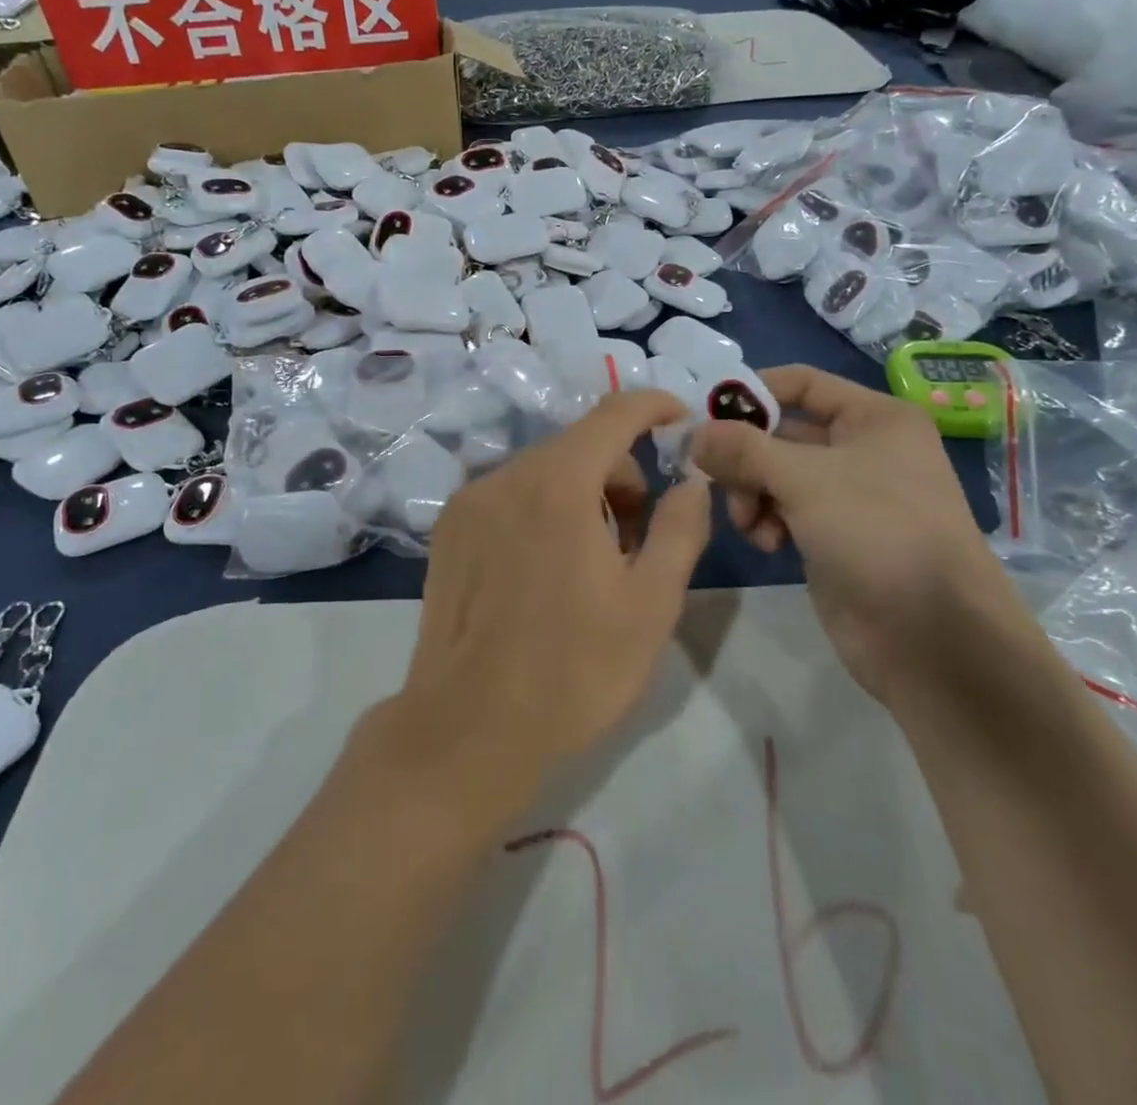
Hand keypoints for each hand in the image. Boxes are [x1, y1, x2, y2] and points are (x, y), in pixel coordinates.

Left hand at [383, 391, 711, 815]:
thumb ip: (680, 527)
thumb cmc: (574, 670)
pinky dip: (540, 510)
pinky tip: (544, 572)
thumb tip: (690, 480)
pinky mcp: (447, 531)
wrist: (469, 728)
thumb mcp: (651, 603)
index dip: (654, 408)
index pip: (614, 413)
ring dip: (580, 495)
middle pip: (578, 446)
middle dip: (620, 474)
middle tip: (636, 537)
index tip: (681, 425)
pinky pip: (508, 497)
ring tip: (591, 563)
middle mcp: (505, 476)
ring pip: (542, 472)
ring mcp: (468, 502)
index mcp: (557, 483)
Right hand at [687, 364, 1010, 698]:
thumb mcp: (806, 479)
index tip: (705, 417)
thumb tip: (694, 433)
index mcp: (874, 419)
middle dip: (745, 456)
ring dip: (750, 493)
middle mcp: (862, 449)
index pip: (800, 383)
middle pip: (780, 432)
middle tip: (716, 480)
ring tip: (749, 523)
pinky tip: (767, 544)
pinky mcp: (832, 536)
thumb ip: (743, 449)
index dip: (752, 393)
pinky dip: (765, 521)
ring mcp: (847, 496)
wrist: (933, 637)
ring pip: (775, 475)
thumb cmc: (878, 534)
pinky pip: (783, 511)